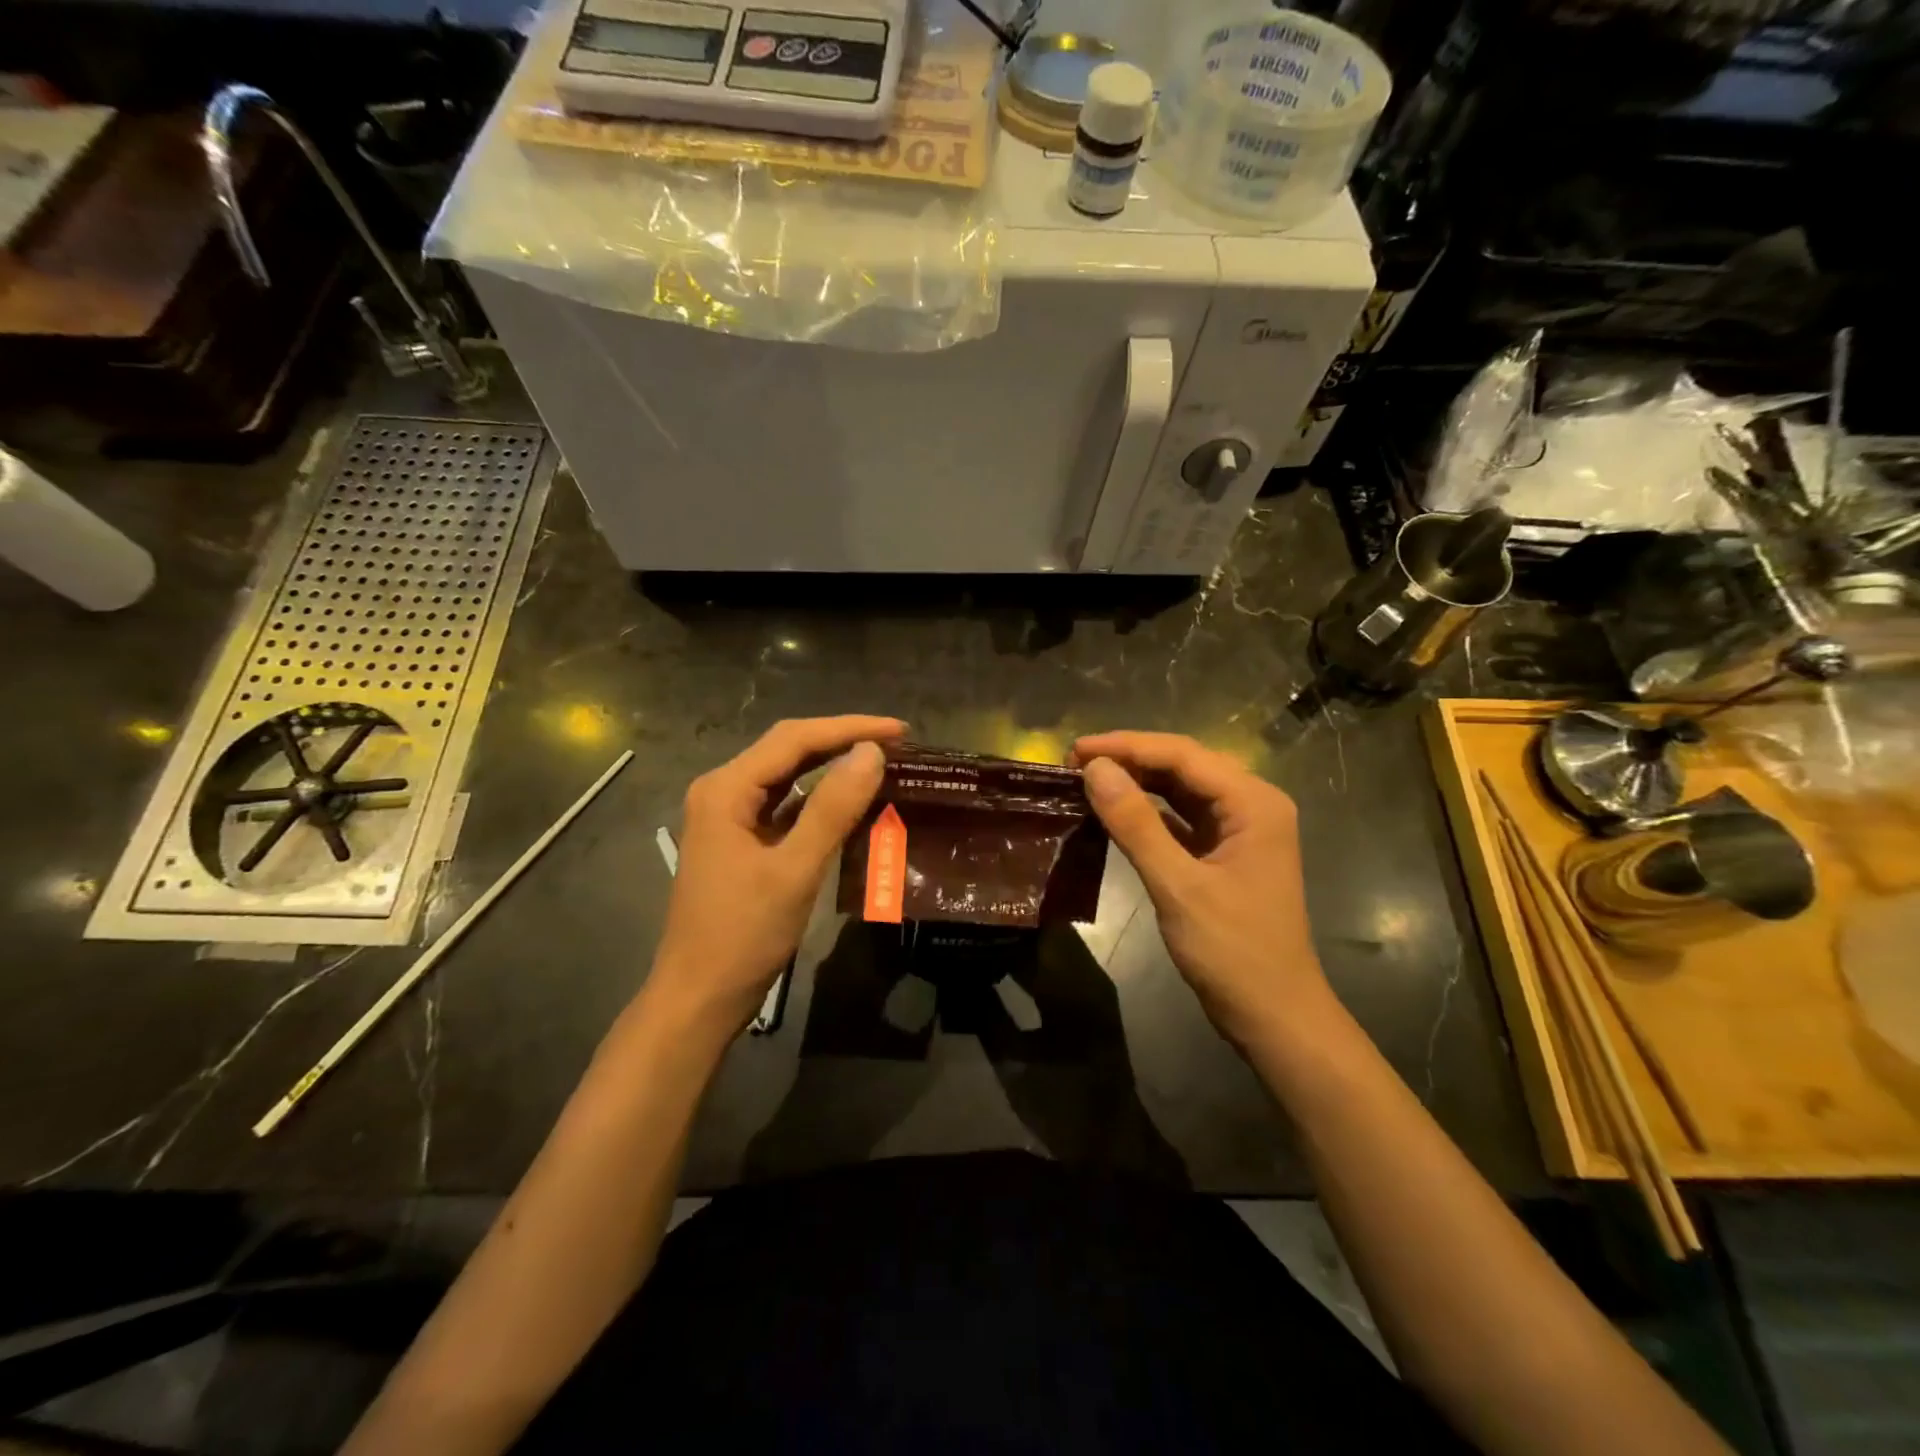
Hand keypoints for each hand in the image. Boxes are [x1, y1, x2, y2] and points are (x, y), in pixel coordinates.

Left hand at [649, 716, 905, 1036]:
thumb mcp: (795, 870)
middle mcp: (723, 792)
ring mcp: (729, 818)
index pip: (794, 739)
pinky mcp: (741, 842)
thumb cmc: (743, 934)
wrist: (699, 999)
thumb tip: (871, 752)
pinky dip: (819, 800)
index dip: (849, 728)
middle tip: (898, 742)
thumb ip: (833, 808)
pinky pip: (785, 806)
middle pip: (788, 750)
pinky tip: (850, 802)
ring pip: (788, 777)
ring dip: (832, 767)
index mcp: (726, 789)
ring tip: (881, 762)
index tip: (900, 730)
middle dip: (842, 741)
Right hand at [1072, 732, 1336, 1050]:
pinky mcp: (1225, 851)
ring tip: (1088, 779)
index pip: (1183, 755)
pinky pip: (1182, 816)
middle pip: (1184, 764)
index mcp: (1254, 802)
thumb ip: (1135, 824)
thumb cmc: (1233, 952)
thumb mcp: (1178, 885)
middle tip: (1075, 763)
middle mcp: (1252, 804)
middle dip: (1131, 758)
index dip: (1127, 746)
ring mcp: (1240, 828)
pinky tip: (1116, 810)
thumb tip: (1094, 769)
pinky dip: (1149, 810)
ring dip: (1138, 781)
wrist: (1274, 1015)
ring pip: (1182, 788)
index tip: (1075, 750)